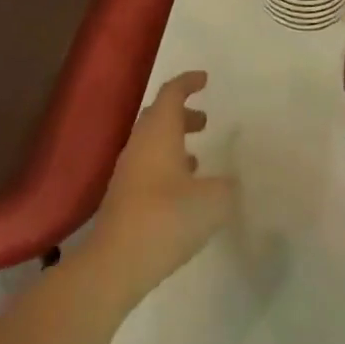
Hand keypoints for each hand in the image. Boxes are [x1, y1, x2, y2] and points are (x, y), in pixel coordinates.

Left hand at [90, 72, 235, 301]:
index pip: (171, 93)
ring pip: (152, 143)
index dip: (188, 82)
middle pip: (159, 116)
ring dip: (174, 142)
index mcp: (159, 131)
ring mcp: (128, 171)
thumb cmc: (166, 218)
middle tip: (205, 121)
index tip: (204, 79)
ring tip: (198, 158)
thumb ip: (227, 187)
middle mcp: (140, 143)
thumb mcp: (213, 202)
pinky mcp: (123, 197)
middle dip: (182, 114)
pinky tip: (182, 191)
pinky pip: (147, 167)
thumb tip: (229, 182)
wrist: (115, 264)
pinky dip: (166, 166)